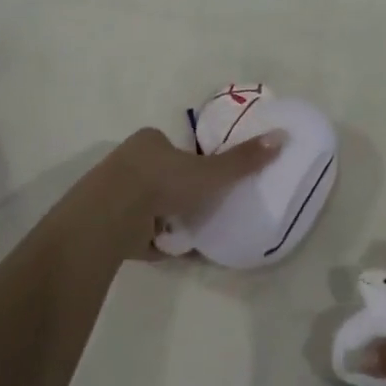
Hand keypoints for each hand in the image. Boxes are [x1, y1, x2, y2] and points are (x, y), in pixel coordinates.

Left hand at [80, 126, 282, 258]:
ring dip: (161, 218)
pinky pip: (131, 228)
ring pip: (144, 203)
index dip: (190, 166)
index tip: (204, 185)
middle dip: (176, 195)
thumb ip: (243, 160)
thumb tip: (283, 136)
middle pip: (159, 176)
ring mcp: (111, 189)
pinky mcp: (102, 220)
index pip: (174, 149)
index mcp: (150, 140)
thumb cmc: (163, 183)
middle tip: (196, 212)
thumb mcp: (210, 172)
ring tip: (180, 235)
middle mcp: (127, 159)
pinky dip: (146, 238)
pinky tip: (161, 249)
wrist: (111, 215)